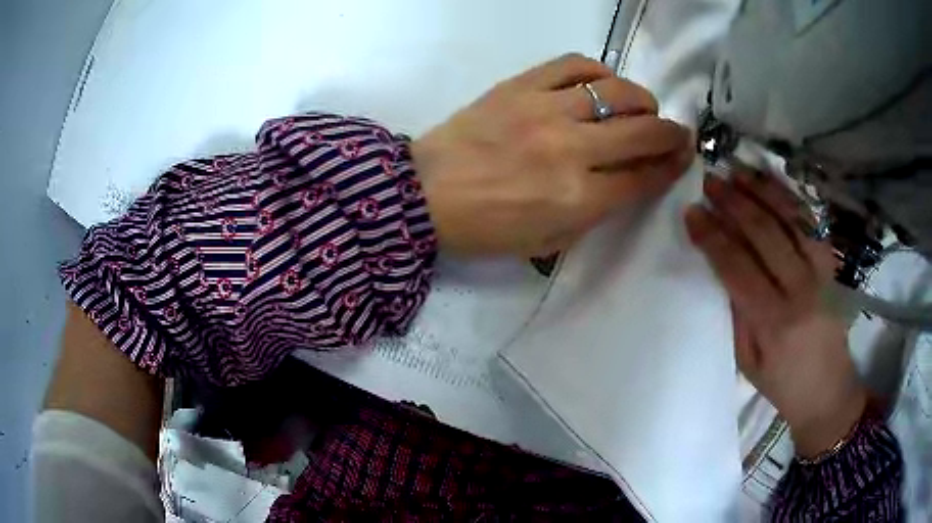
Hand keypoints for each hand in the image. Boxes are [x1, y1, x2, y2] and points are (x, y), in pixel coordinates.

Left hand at [412, 53, 693, 256]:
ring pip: (616, 91)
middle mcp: (570, 149)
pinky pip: (573, 64)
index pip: (644, 177)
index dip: (671, 167)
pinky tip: (602, 83)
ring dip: (641, 99)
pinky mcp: (520, 85)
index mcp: (577, 198)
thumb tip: (626, 181)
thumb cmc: (484, 228)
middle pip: (643, 131)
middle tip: (676, 132)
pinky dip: (598, 71)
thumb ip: (594, 213)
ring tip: (641, 107)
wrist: (423, 194)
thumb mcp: (547, 242)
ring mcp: (545, 110)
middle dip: (671, 133)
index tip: (682, 157)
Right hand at [685, 170, 867, 457]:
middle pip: (765, 234)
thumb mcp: (748, 363)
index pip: (737, 267)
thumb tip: (721, 270)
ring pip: (791, 220)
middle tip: (710, 181)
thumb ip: (737, 315)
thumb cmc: (783, 386)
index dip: (712, 236)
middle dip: (734, 203)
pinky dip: (790, 201)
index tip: (692, 212)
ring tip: (737, 171)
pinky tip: (773, 186)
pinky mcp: (831, 267)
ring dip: (762, 191)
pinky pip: (811, 225)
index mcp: (774, 322)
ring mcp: (820, 274)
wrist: (829, 392)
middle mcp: (800, 290)